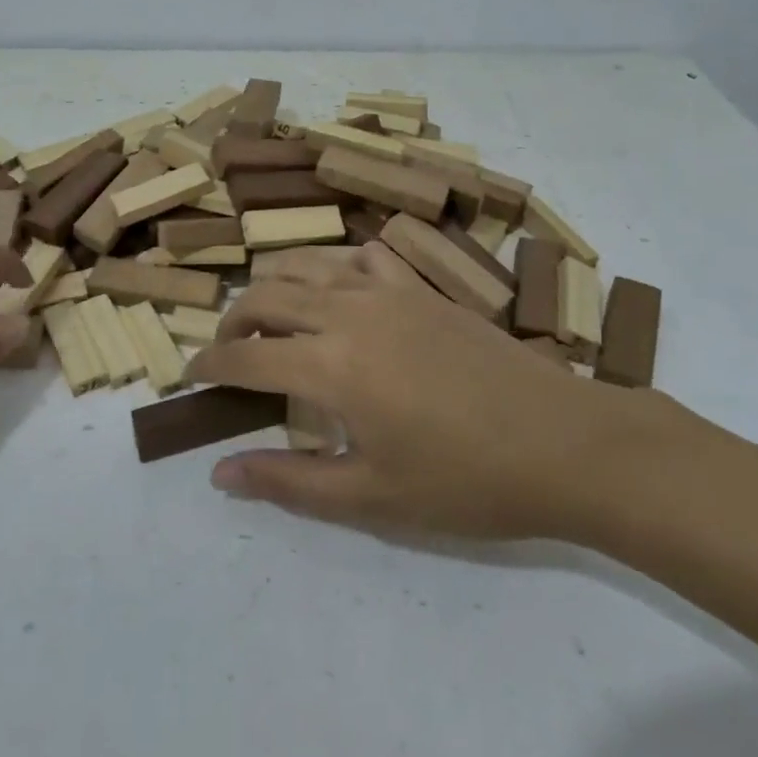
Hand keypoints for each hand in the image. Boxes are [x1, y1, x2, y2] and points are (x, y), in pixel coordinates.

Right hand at [186, 243, 680, 540]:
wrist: (567, 443)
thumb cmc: (467, 481)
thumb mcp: (372, 498)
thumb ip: (289, 482)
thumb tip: (220, 473)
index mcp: (331, 365)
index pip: (245, 357)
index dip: (208, 367)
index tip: (189, 379)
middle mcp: (348, 312)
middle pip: (265, 297)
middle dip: (232, 323)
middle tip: (227, 355)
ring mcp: (388, 290)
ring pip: (306, 266)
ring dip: (274, 289)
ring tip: (270, 319)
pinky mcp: (421, 287)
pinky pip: (359, 258)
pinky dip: (332, 269)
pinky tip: (340, 295)